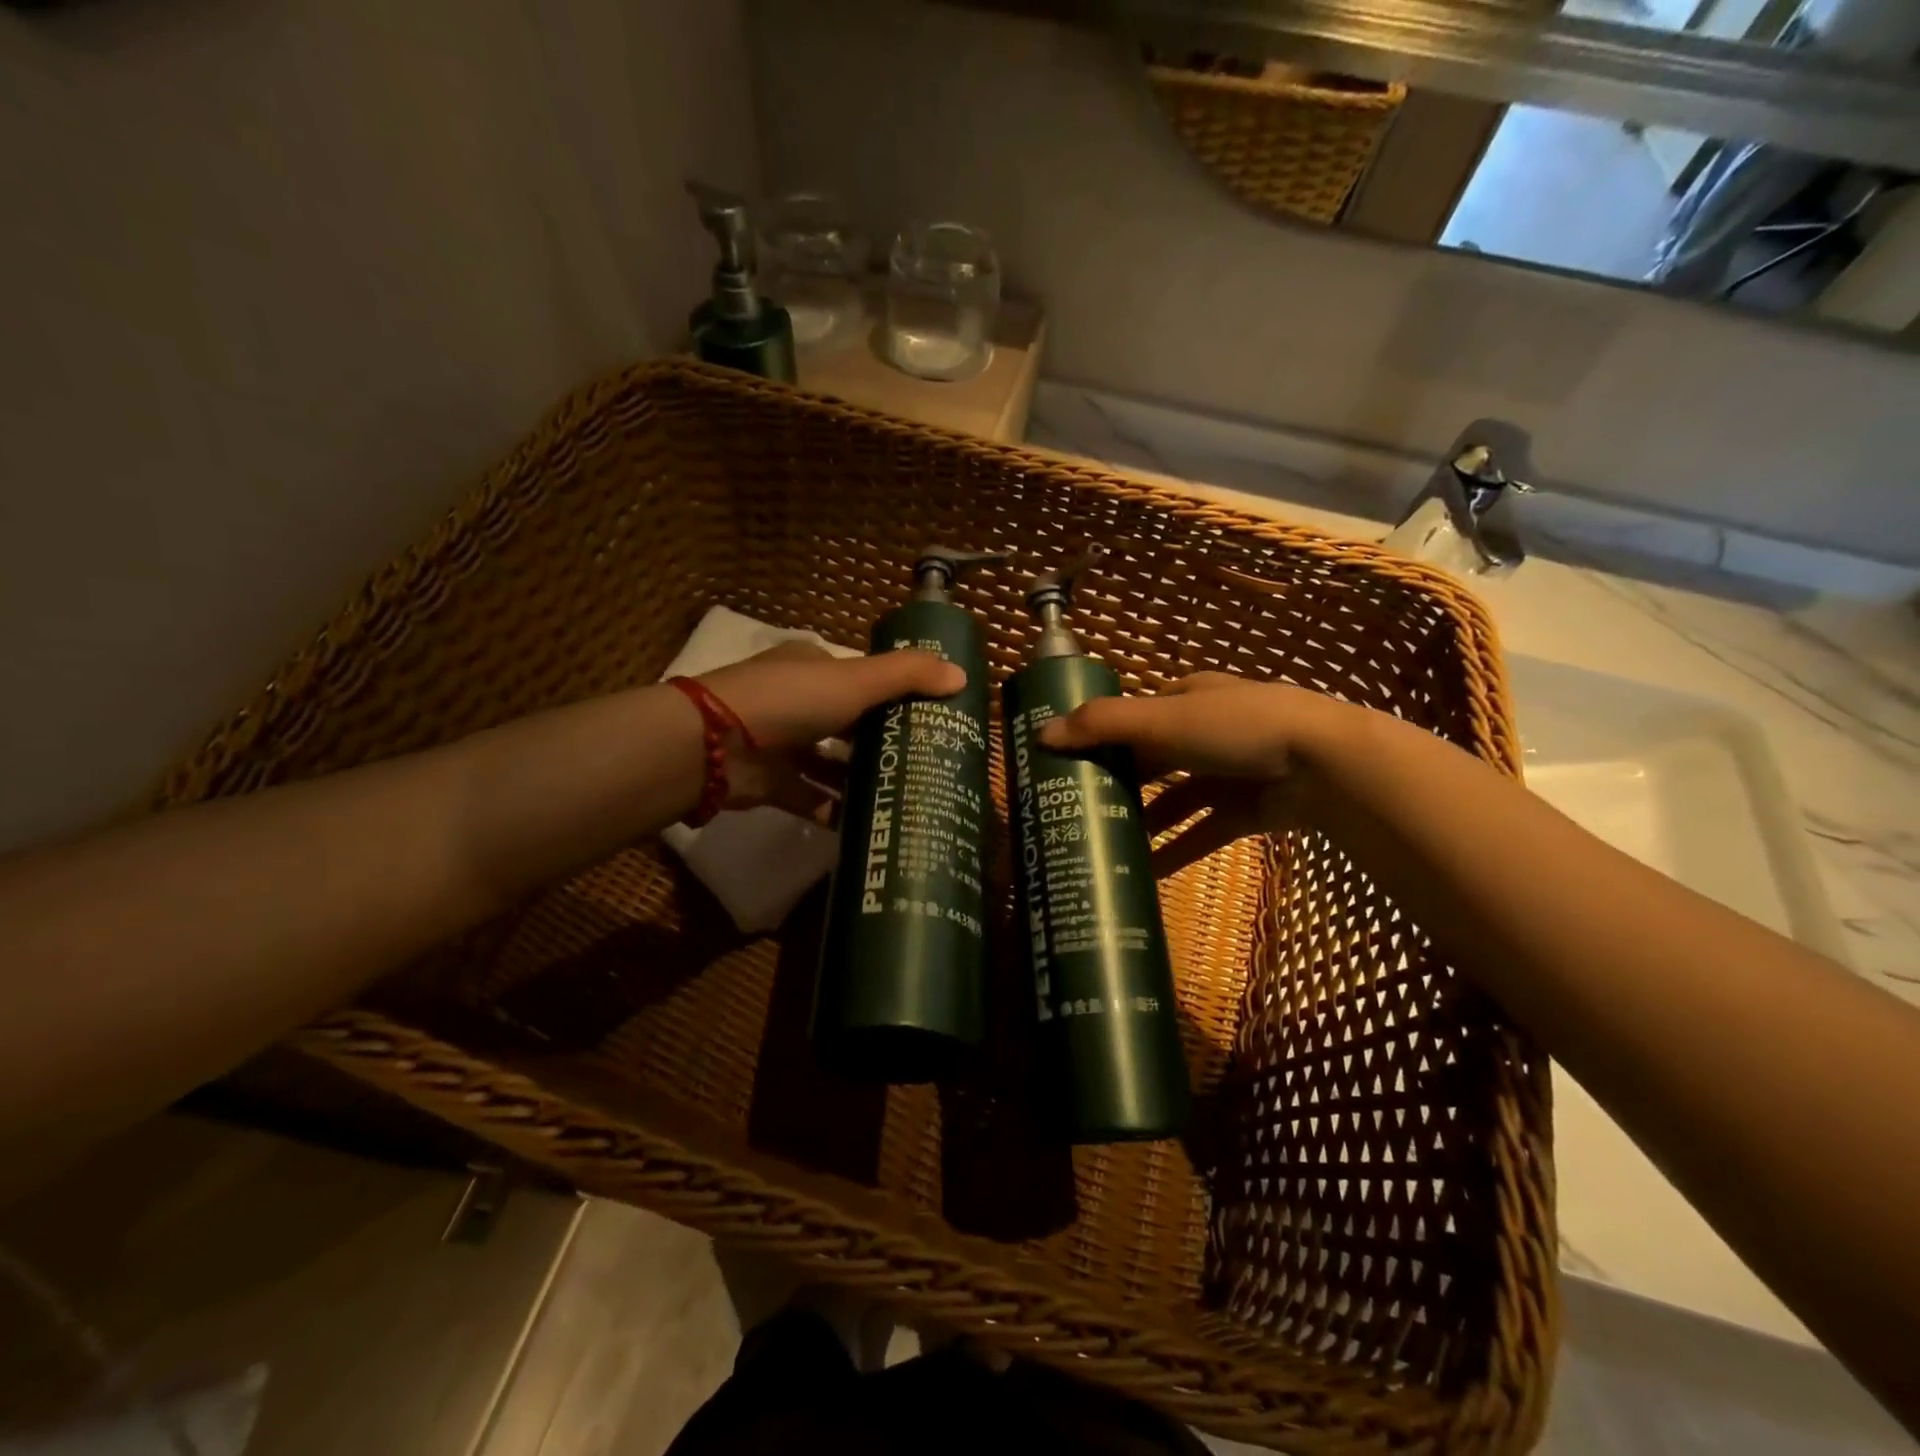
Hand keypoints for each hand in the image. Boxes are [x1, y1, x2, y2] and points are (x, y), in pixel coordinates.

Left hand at [699, 641, 963, 819]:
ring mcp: (780, 744)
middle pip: (848, 722)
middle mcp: (796, 702)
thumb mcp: (856, 680)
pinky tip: (866, 824)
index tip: (930, 717)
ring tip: (903, 795)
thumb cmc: (791, 700)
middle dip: (881, 740)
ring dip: (859, 778)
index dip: (895, 693)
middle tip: (924, 762)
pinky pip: (810, 798)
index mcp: (814, 668)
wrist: (714, 745)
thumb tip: (963, 677)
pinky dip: (833, 810)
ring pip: (829, 762)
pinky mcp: (771, 783)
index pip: (861, 678)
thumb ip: (908, 676)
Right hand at [1038, 672, 1347, 875]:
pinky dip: (1176, 850)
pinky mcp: (1246, 810)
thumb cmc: (1235, 727)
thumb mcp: (1162, 719)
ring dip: (1144, 822)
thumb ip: (1102, 725)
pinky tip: (1147, 874)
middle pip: (1151, 759)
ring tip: (1105, 846)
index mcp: (1186, 699)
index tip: (1066, 762)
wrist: (1326, 765)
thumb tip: (1041, 734)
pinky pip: (1202, 832)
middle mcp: (1205, 731)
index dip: (1100, 735)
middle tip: (1078, 810)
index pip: (1134, 715)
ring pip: (1174, 800)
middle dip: (1118, 783)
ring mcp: (1229, 772)